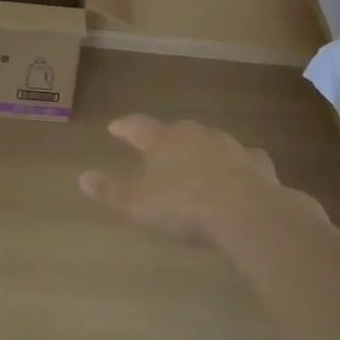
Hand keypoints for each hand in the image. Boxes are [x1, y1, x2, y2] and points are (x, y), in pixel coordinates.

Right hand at [80, 115, 323, 244]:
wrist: (247, 214)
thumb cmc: (183, 206)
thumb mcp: (137, 204)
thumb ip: (110, 190)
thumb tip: (82, 177)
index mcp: (163, 140)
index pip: (137, 126)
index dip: (124, 127)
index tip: (114, 127)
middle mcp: (195, 134)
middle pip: (175, 130)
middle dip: (164, 138)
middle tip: (156, 148)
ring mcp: (229, 146)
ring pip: (209, 141)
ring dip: (199, 149)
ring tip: (194, 162)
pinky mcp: (257, 163)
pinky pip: (242, 158)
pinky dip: (235, 163)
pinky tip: (237, 172)